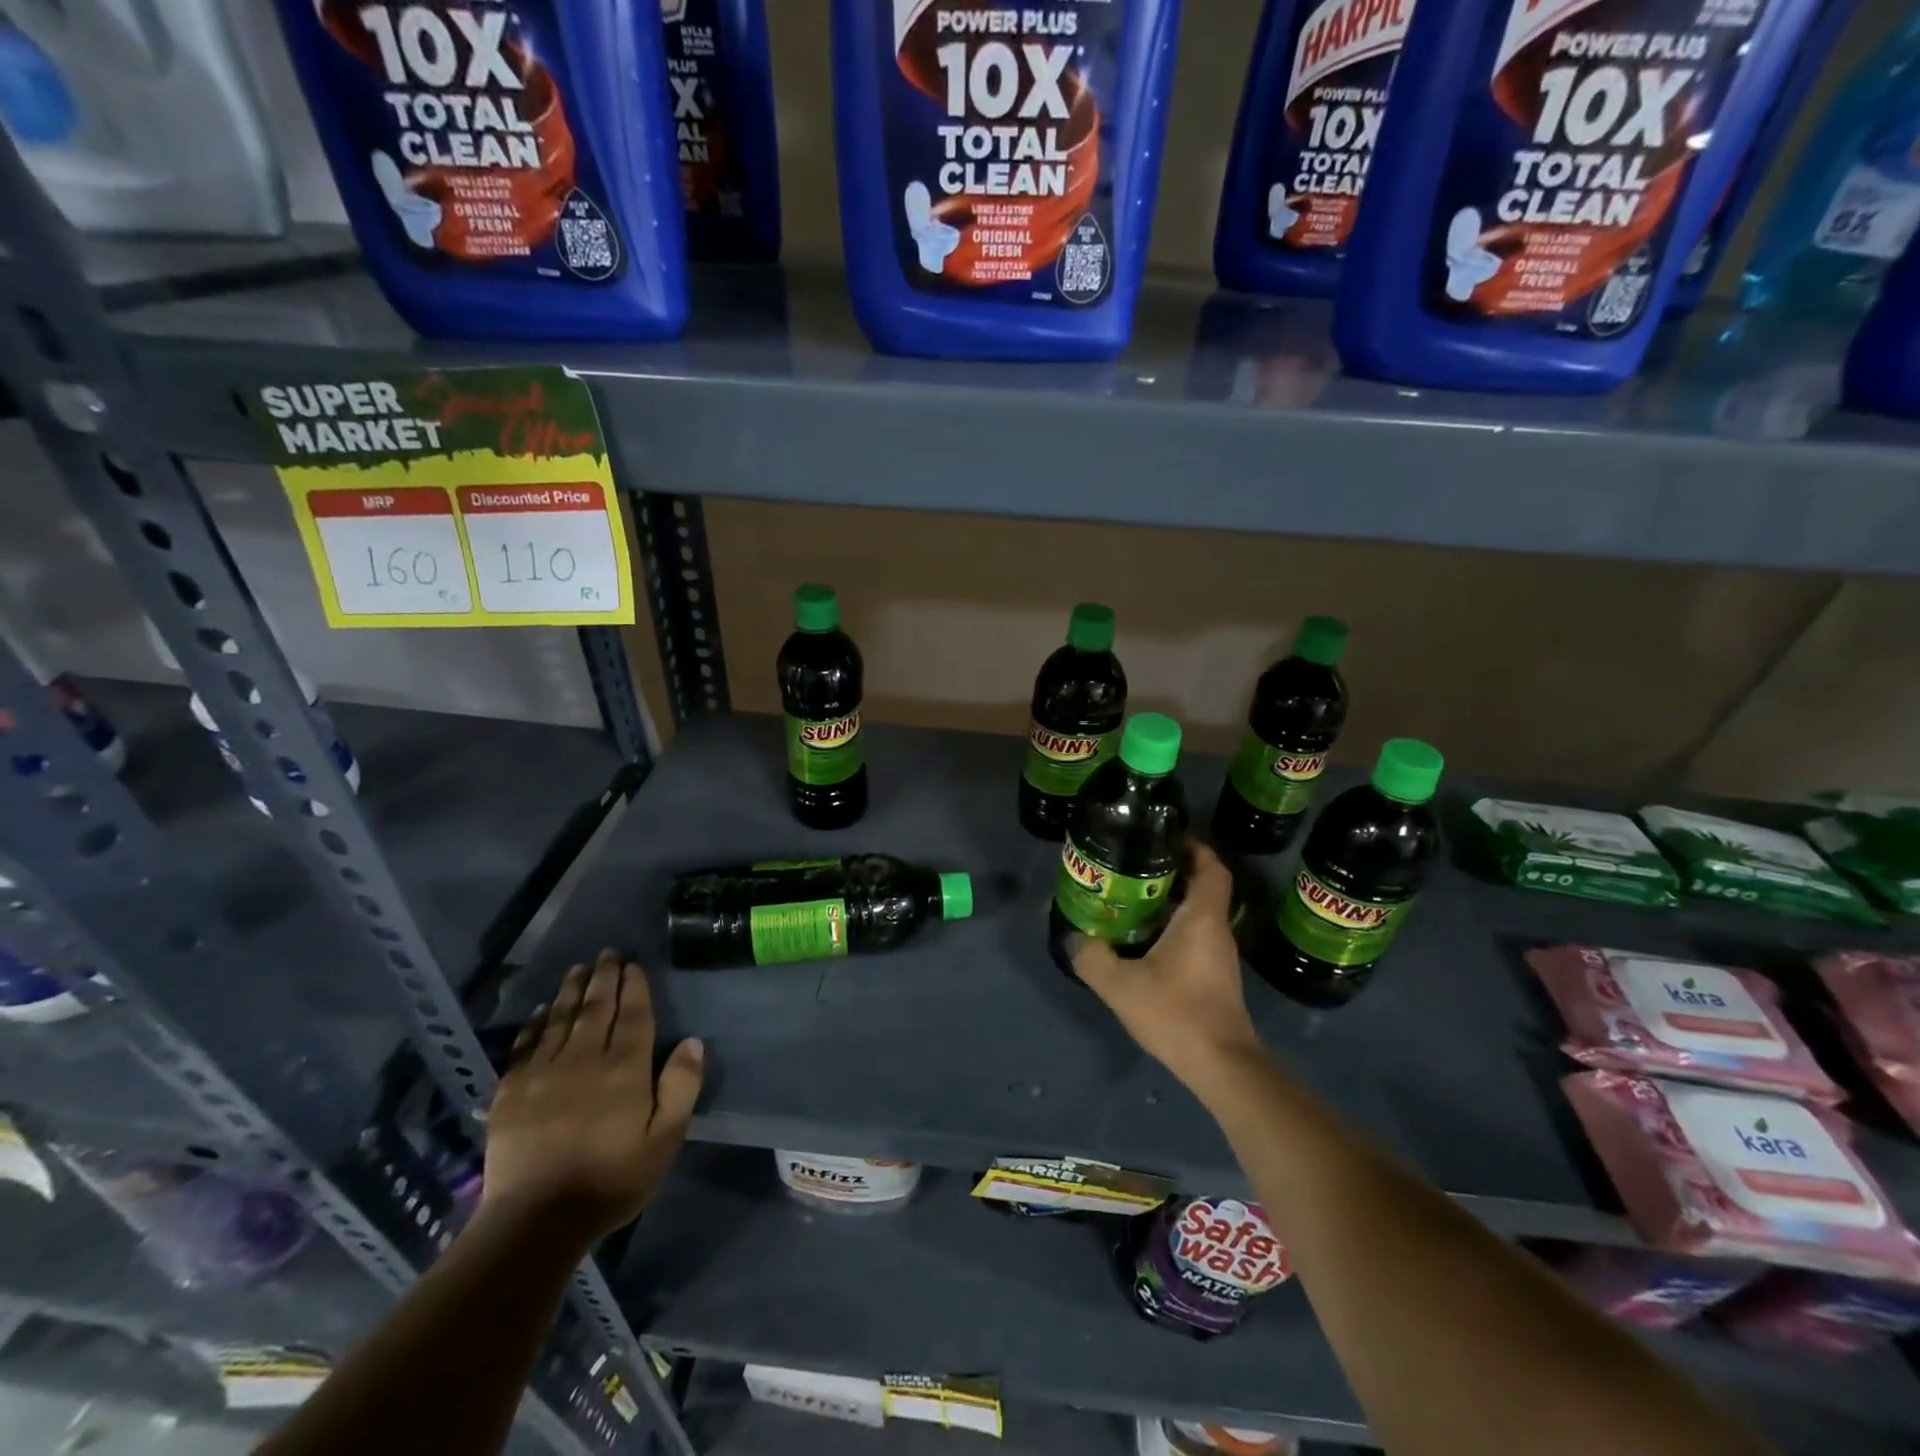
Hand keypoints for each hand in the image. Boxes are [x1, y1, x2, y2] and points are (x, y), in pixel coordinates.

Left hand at [482, 950, 703, 1239]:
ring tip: (579, 969)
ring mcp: (543, 1073)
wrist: (536, 1220)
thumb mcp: (665, 1139)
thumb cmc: (611, 1179)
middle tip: (607, 953)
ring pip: (561, 1019)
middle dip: (604, 978)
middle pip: (597, 1008)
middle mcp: (584, 1058)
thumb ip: (681, 1086)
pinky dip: (536, 1023)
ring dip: (572, 991)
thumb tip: (692, 1041)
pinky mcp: (510, 1092)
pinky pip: (525, 1045)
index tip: (634, 965)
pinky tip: (542, 1012)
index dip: (635, 987)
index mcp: (624, 1068)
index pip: (633, 1015)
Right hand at [1072, 841, 1267, 1095]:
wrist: (1222, 1066)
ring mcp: (1219, 954)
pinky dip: (1173, 927)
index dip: (1194, 847)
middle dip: (1172, 871)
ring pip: (1198, 913)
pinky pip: (1195, 935)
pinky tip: (1143, 940)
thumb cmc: (1177, 1013)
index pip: (1211, 867)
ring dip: (1170, 901)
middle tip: (1134, 866)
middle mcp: (1216, 929)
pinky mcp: (1215, 976)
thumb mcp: (1121, 986)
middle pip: (1202, 886)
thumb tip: (1073, 938)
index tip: (1166, 837)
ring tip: (1130, 899)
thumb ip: (1092, 958)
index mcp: (1201, 918)